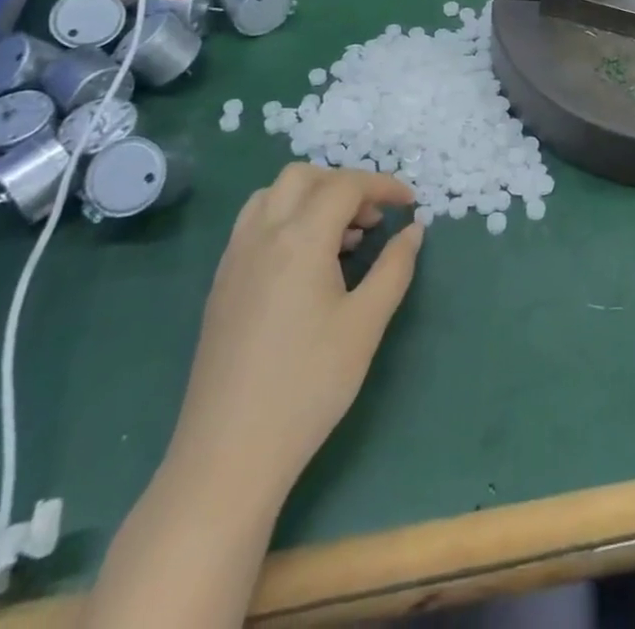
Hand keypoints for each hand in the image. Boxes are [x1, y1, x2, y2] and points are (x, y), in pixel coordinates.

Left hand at [165, 164, 422, 506]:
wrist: (227, 456)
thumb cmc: (308, 386)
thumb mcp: (366, 324)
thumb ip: (394, 267)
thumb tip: (414, 229)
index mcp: (299, 239)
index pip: (345, 185)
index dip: (383, 185)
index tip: (410, 203)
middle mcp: (261, 235)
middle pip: (303, 177)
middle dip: (344, 184)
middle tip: (372, 219)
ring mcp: (234, 260)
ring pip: (272, 195)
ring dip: (311, 198)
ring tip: (341, 238)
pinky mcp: (220, 286)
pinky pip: (253, 225)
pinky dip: (285, 219)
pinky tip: (305, 264)